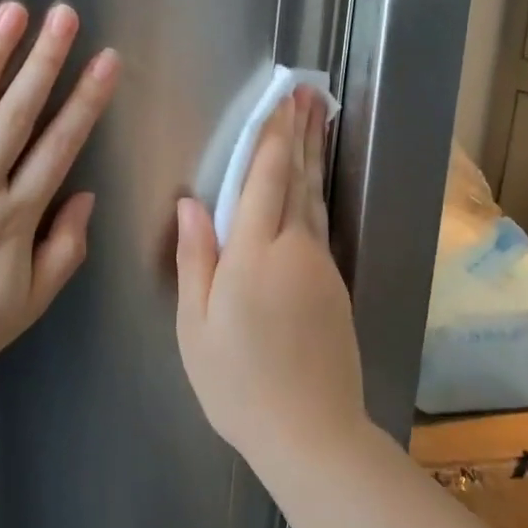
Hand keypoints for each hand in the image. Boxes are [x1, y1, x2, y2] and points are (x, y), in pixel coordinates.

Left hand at [0, 1, 119, 387]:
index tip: (105, 59)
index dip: (85, 101)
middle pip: (15, 116)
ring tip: (12, 12)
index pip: (59, 147)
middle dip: (44, 62)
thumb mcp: (28, 304)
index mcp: (13, 218)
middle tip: (64, 15)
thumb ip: (64, 250)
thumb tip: (85, 195)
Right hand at [175, 89, 364, 462]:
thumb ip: (196, 258)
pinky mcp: (335, 284)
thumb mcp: (197, 326)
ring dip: (313, 156)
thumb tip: (191, 202)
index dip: (272, 136)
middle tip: (308, 93)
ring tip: (315, 120)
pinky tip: (312, 184)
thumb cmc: (238, 383)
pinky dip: (316, 192)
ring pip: (315, 198)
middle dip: (301, 132)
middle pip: (298, 178)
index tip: (280, 99)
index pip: (265, 178)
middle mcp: (295, 249)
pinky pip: (320, 224)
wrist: (312, 434)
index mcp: (255, 254)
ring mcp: (321, 266)